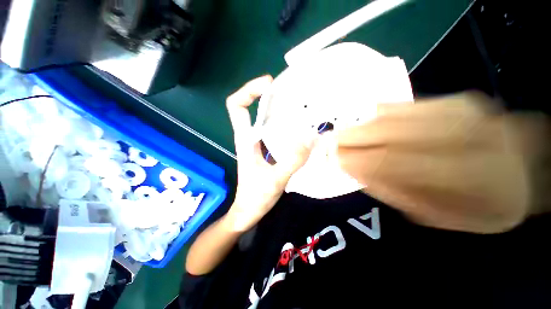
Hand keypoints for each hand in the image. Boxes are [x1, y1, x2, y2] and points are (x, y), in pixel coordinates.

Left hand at [224, 76, 315, 231]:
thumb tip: (312, 137)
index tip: (269, 84)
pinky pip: (273, 130)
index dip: (248, 90)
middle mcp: (249, 137)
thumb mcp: (274, 180)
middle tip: (292, 90)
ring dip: (278, 107)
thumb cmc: (255, 198)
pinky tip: (299, 125)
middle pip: (252, 107)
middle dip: (268, 94)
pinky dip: (284, 123)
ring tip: (299, 103)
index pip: (236, 106)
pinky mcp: (265, 150)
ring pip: (264, 118)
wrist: (248, 212)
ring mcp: (258, 143)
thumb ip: (292, 160)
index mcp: (245, 140)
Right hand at [338, 92, 549, 232]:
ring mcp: (455, 112)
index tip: (332, 159)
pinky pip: (404, 104)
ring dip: (360, 126)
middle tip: (328, 143)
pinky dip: (379, 112)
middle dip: (350, 138)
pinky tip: (365, 119)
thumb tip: (360, 175)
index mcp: (463, 177)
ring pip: (392, 116)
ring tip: (341, 133)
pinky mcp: (453, 99)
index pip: (390, 162)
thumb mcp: (445, 217)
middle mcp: (457, 137)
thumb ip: (399, 196)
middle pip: (386, 133)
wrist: (528, 165)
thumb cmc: (487, 204)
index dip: (355, 159)